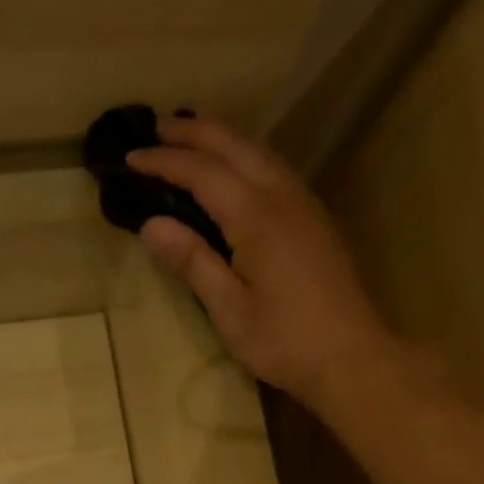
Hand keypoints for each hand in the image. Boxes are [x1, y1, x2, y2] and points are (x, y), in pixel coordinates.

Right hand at [128, 113, 396, 410]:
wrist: (353, 357)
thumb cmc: (285, 341)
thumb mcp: (230, 309)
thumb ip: (193, 261)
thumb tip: (152, 225)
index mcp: (256, 217)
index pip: (202, 173)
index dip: (164, 161)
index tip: (130, 157)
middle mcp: (282, 197)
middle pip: (235, 147)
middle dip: (194, 132)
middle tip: (157, 126)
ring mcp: (305, 205)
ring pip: (260, 152)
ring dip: (223, 137)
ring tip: (192, 134)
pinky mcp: (315, 220)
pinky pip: (275, 169)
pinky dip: (246, 155)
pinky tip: (236, 168)